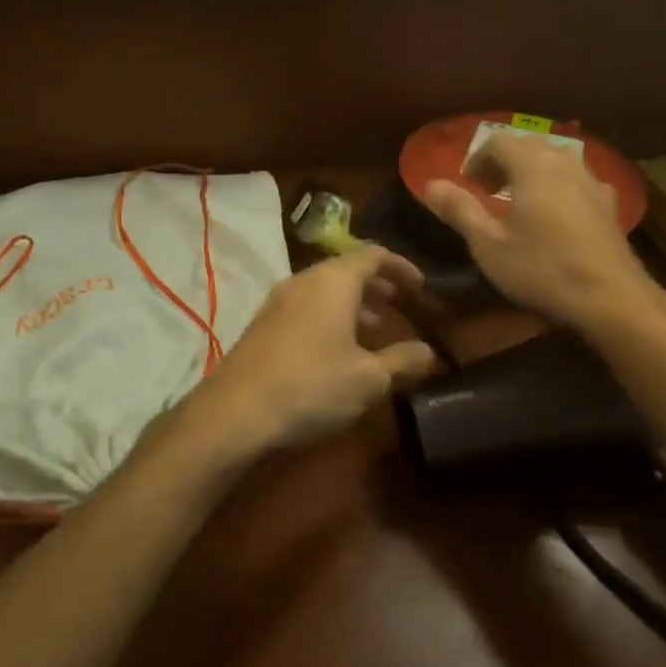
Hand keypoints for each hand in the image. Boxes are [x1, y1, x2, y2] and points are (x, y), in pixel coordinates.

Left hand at [185, 246, 438, 458]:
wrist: (236, 412)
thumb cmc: (312, 385)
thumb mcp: (369, 378)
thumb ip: (403, 360)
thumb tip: (429, 351)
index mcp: (334, 280)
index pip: (374, 254)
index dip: (401, 266)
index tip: (421, 287)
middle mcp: (304, 280)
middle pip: (347, 269)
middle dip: (377, 286)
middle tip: (401, 306)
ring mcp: (278, 300)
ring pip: (325, 289)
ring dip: (353, 304)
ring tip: (375, 330)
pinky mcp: (263, 323)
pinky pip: (306, 306)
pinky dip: (330, 316)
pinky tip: (338, 349)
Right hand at [423, 133, 665, 332]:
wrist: (611, 298)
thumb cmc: (542, 269)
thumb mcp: (488, 244)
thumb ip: (459, 209)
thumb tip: (430, 184)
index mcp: (532, 166)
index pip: (498, 140)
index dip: (477, 158)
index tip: (467, 184)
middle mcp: (564, 162)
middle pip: (529, 144)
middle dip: (503, 161)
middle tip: (487, 190)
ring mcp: (592, 181)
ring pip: (556, 159)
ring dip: (531, 171)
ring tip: (518, 200)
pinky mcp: (608, 203)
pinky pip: (576, 179)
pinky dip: (556, 185)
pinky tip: (554, 215)